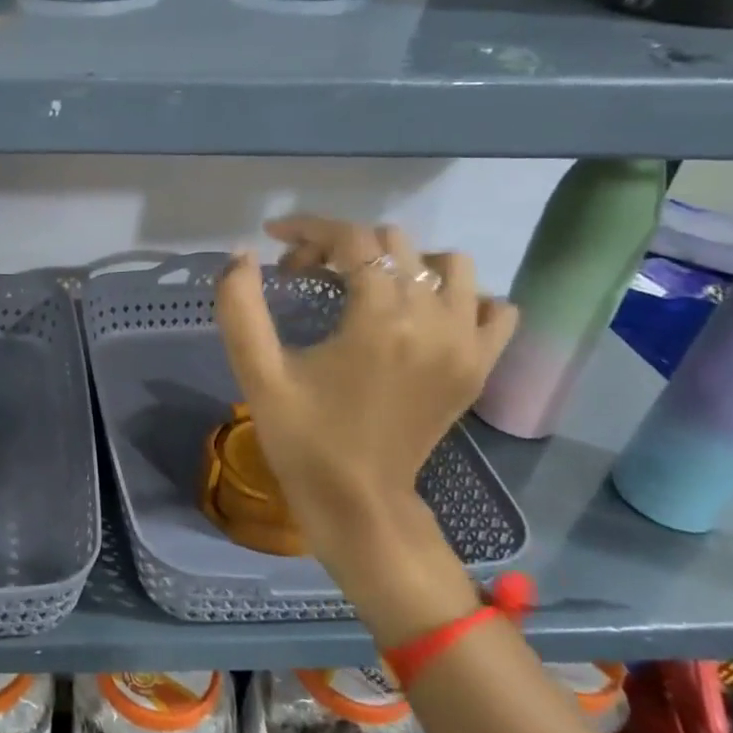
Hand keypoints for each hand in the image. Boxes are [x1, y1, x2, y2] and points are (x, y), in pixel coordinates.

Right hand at [215, 217, 517, 633]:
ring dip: (402, 263)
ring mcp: (466, 345)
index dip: (308, 229)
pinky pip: (492, 307)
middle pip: (394, 244)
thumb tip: (241, 255)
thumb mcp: (258, 374)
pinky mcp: (480, 366)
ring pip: (448, 264)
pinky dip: (459, 296)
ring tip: (364, 288)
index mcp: (380, 322)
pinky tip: (421, 314)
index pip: (353, 241)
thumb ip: (240, 309)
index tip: (273, 238)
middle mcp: (434, 323)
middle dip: (342, 247)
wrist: (359, 503)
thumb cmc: (303, 439)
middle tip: (304, 276)